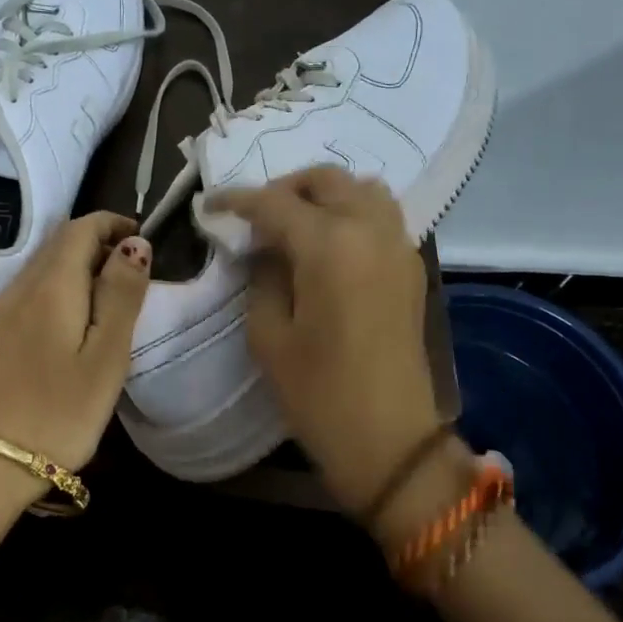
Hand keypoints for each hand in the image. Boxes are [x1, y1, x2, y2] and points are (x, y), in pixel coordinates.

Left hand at [0, 212, 151, 502]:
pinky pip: (34, 292)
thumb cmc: (58, 411)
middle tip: (136, 270)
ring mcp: (3, 313)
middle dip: (100, 242)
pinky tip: (79, 323)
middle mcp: (21, 287)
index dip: (114, 224)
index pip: (81, 227)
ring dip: (81, 265)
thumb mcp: (106, 355)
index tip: (145, 240)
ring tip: (114, 296)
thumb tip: (135, 244)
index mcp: (51, 284)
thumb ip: (122, 295)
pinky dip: (63, 288)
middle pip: (60, 242)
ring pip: (46, 267)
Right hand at [208, 169, 444, 520]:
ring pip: (362, 189)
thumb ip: (262, 277)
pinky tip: (329, 244)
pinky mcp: (412, 267)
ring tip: (296, 223)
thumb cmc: (319, 393)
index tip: (210, 204)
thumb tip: (265, 249)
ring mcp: (398, 246)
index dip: (237, 200)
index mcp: (330, 244)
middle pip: (326, 180)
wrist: (390, 440)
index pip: (275, 202)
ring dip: (325, 194)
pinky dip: (352, 212)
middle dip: (285, 188)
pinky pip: (382, 216)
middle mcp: (370, 230)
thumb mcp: (269, 335)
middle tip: (256, 215)